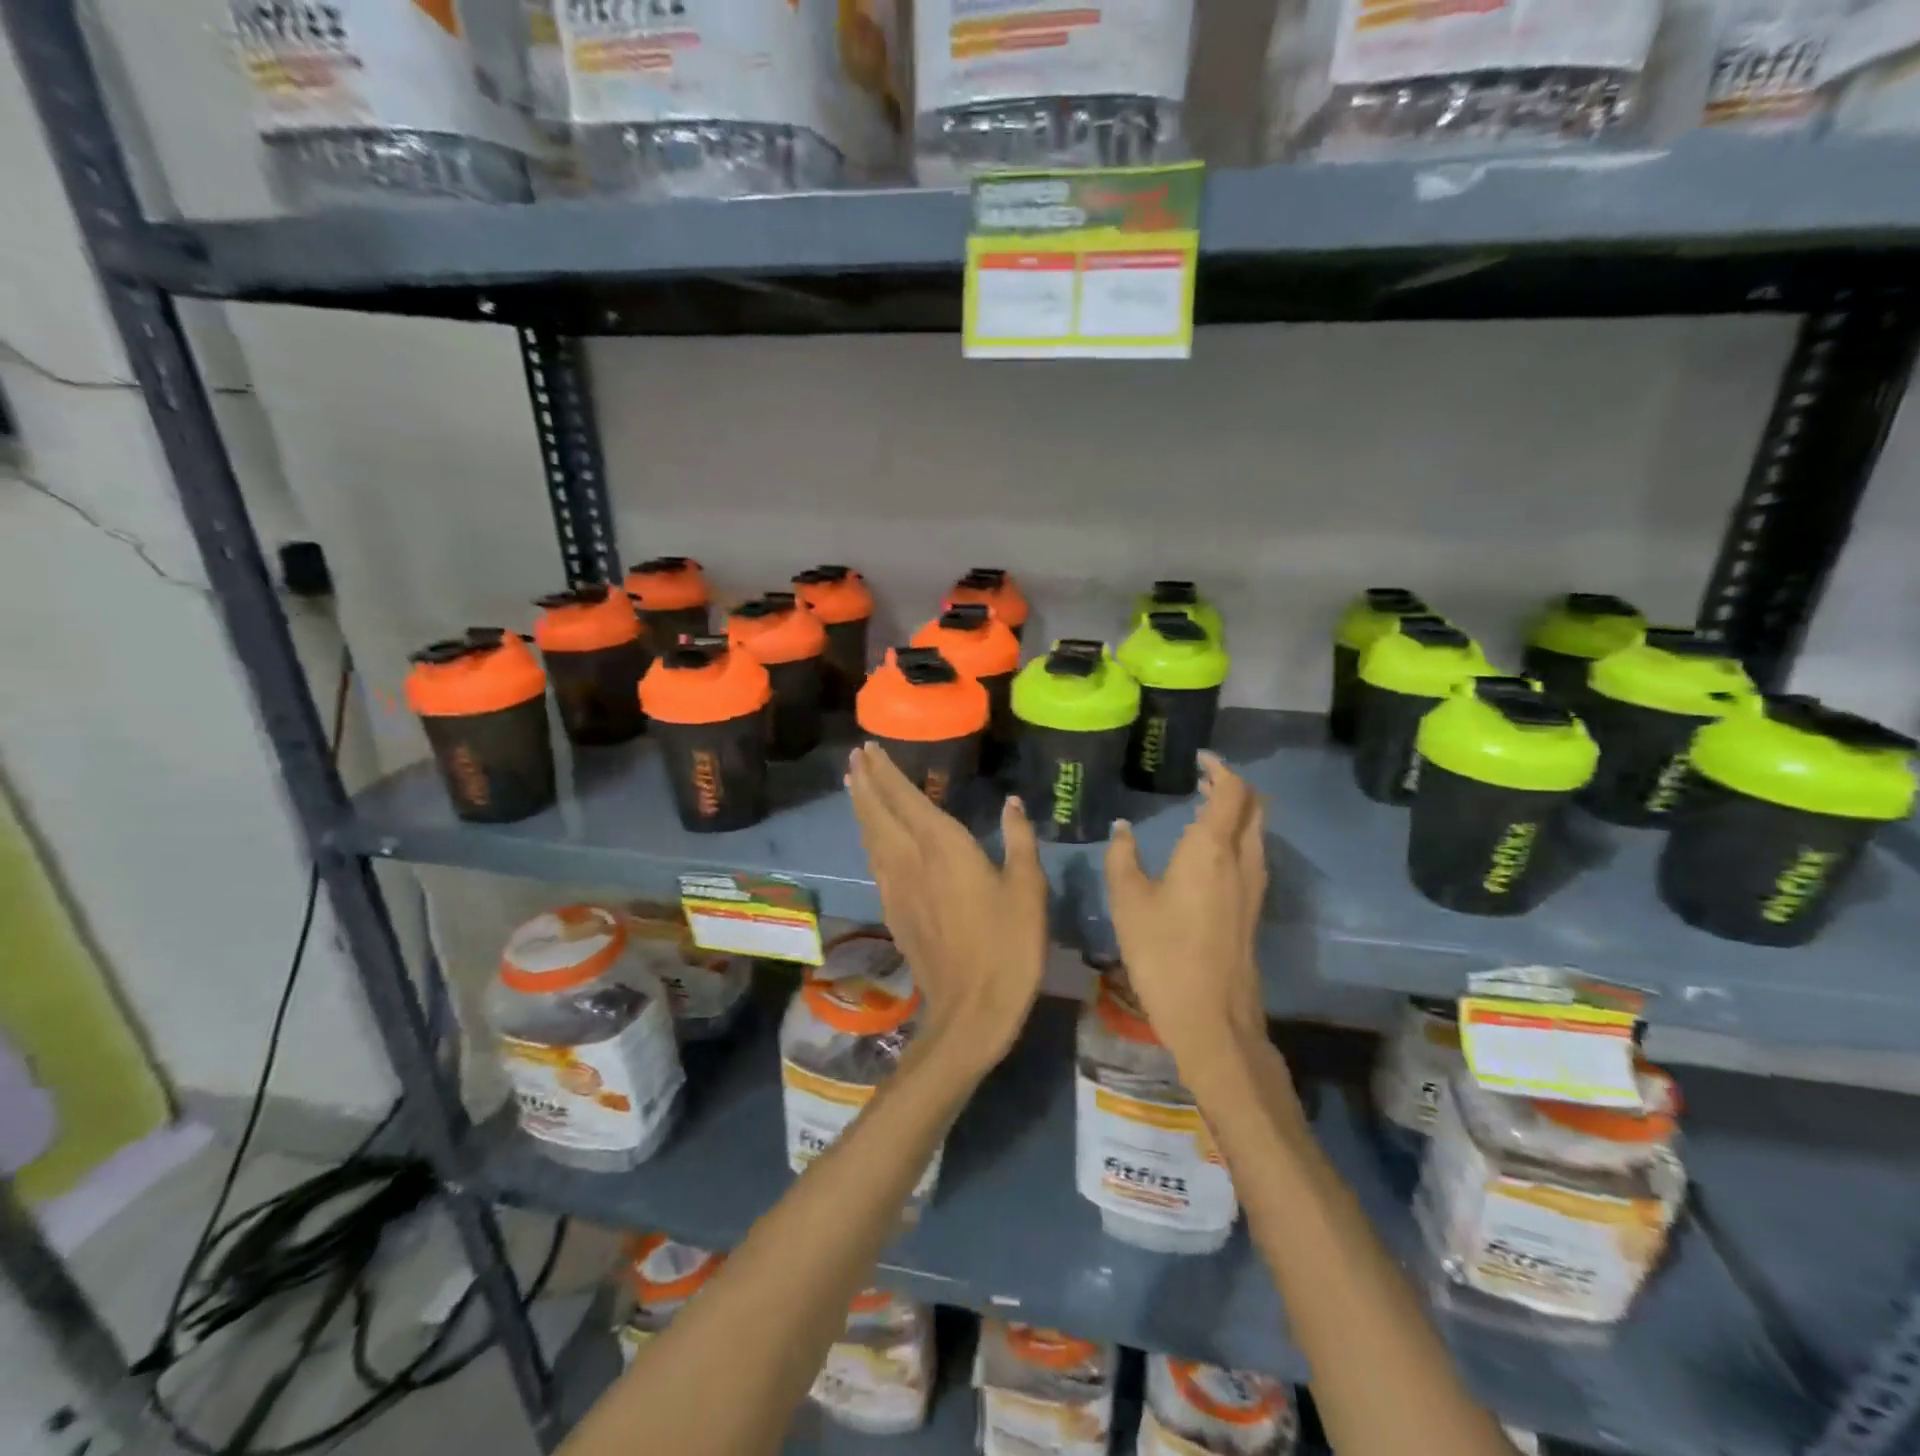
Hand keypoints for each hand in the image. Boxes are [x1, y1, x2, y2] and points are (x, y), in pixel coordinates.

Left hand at [846, 743, 1047, 1069]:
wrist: (972, 1009)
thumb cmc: (1008, 945)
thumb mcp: (1028, 889)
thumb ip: (1019, 840)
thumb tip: (1012, 803)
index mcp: (942, 847)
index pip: (905, 799)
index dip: (886, 772)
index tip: (869, 749)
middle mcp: (910, 861)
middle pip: (878, 814)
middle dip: (866, 783)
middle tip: (854, 759)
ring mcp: (896, 889)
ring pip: (871, 839)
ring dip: (863, 809)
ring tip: (856, 787)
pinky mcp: (894, 913)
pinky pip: (875, 863)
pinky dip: (869, 840)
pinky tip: (873, 840)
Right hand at [1104, 751, 1268, 1068]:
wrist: (1211, 1017)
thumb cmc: (1163, 952)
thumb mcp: (1128, 901)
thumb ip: (1122, 857)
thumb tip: (1122, 829)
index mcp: (1212, 849)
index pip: (1232, 791)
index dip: (1221, 769)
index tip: (1200, 760)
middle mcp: (1242, 860)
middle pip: (1254, 807)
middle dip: (1232, 786)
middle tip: (1202, 779)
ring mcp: (1254, 886)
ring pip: (1257, 832)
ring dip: (1237, 812)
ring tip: (1203, 807)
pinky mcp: (1253, 909)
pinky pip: (1252, 855)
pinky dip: (1237, 837)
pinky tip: (1207, 852)